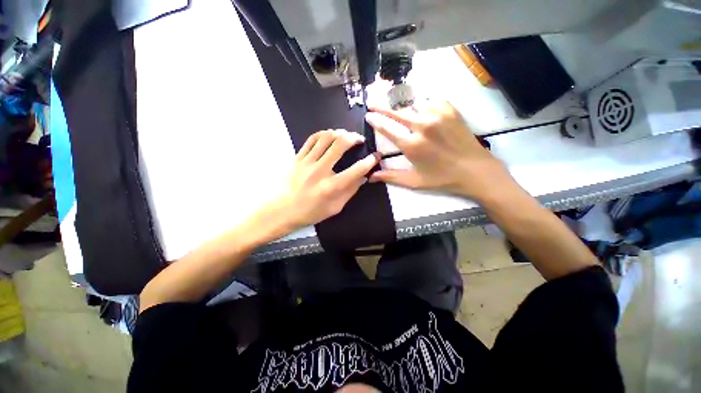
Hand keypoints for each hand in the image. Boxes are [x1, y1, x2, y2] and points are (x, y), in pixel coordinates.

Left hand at [273, 129, 377, 230]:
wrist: (284, 210)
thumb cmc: (312, 212)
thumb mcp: (336, 207)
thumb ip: (351, 191)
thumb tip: (363, 176)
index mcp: (331, 187)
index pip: (356, 170)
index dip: (370, 161)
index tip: (375, 157)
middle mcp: (320, 171)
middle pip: (340, 144)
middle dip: (354, 138)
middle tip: (359, 139)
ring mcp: (307, 162)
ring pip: (326, 137)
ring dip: (340, 132)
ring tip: (346, 135)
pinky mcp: (298, 157)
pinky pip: (312, 139)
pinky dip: (323, 134)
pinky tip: (329, 135)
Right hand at [365, 101, 513, 200]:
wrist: (475, 170)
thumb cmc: (442, 178)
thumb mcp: (414, 181)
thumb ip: (390, 177)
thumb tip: (370, 177)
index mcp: (412, 145)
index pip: (387, 129)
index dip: (376, 121)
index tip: (368, 115)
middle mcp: (423, 126)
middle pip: (397, 111)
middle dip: (382, 106)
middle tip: (372, 102)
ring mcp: (438, 115)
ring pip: (412, 103)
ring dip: (402, 104)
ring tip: (394, 104)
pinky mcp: (450, 109)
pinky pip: (430, 100)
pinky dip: (421, 103)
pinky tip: (419, 108)